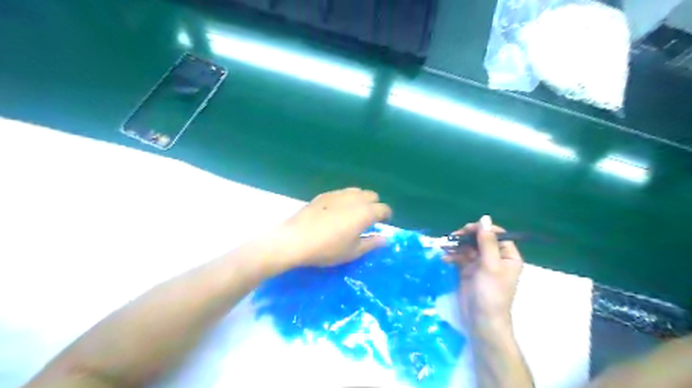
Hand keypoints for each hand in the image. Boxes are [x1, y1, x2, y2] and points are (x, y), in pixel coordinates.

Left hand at [272, 187, 391, 269]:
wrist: (296, 239)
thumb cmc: (328, 248)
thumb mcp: (353, 251)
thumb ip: (372, 243)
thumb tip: (386, 239)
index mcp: (365, 213)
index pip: (383, 208)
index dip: (386, 215)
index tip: (383, 223)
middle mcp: (355, 199)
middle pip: (372, 195)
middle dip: (374, 205)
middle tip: (368, 219)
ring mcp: (338, 194)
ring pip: (357, 191)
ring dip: (360, 200)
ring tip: (353, 213)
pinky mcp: (324, 194)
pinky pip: (342, 193)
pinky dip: (346, 199)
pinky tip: (336, 211)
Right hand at [446, 214, 521, 331]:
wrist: (481, 321)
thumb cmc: (491, 293)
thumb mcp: (490, 265)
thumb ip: (487, 241)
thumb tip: (484, 218)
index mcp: (508, 256)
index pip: (496, 234)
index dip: (481, 229)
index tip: (466, 230)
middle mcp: (495, 258)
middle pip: (480, 239)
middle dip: (465, 237)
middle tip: (452, 237)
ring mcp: (481, 265)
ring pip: (468, 247)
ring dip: (456, 246)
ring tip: (444, 246)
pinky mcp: (468, 271)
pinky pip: (460, 258)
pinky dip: (452, 256)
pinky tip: (444, 258)